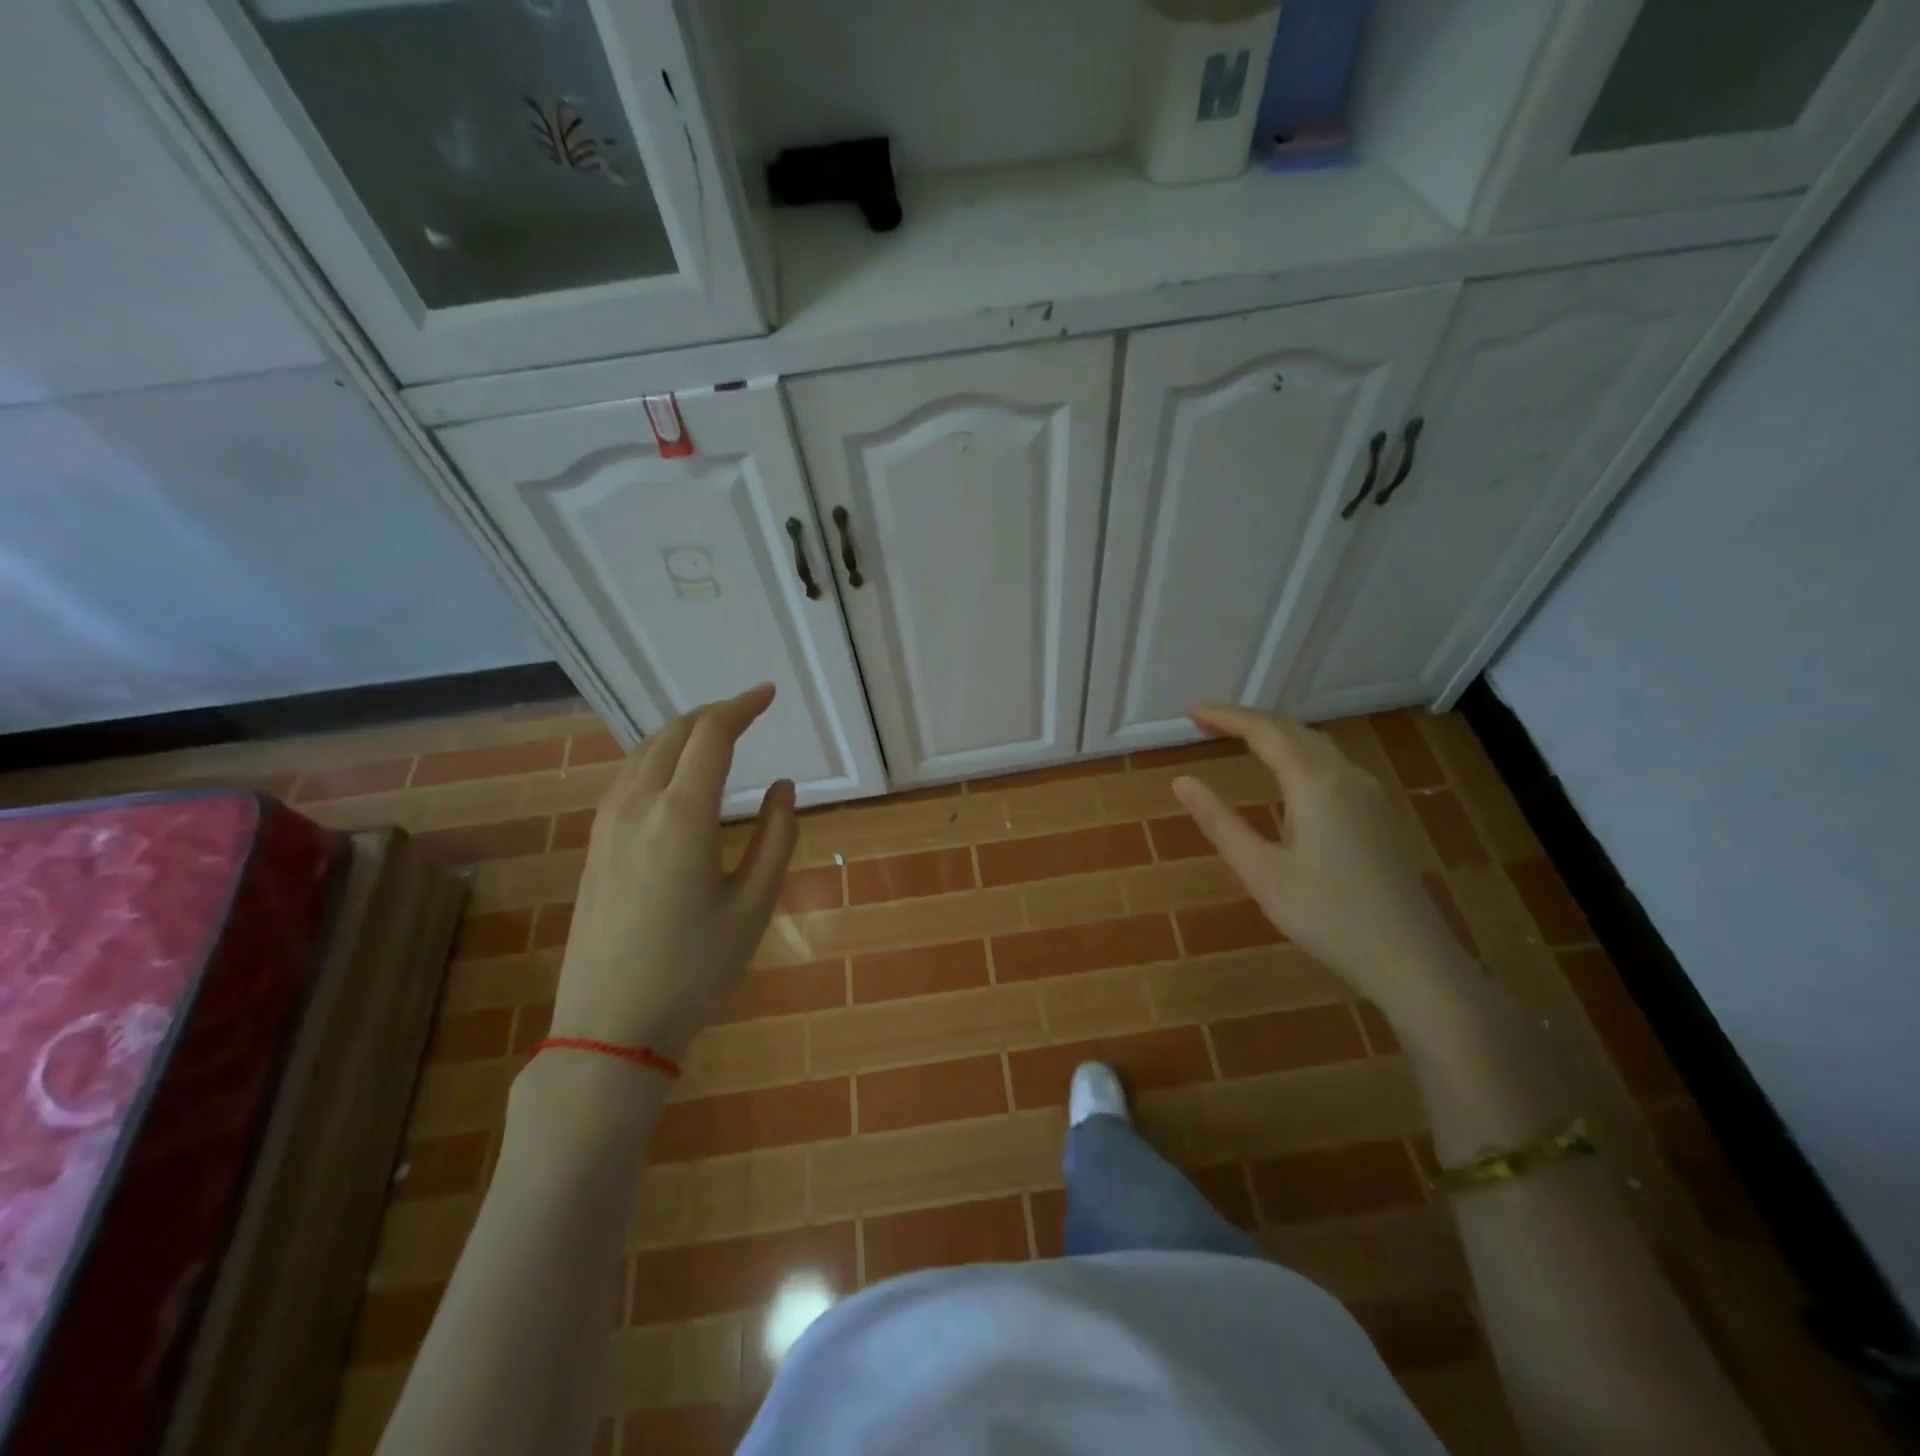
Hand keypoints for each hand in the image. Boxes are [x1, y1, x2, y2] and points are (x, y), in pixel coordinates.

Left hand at [549, 684, 796, 1059]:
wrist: (610, 1027)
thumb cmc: (695, 969)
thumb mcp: (753, 905)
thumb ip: (776, 838)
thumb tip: (782, 787)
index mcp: (682, 816)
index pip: (711, 736)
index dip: (742, 707)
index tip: (769, 694)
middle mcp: (637, 807)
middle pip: (672, 735)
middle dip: (712, 714)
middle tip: (747, 712)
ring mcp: (607, 826)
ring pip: (643, 754)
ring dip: (681, 733)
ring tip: (714, 735)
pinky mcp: (594, 847)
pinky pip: (626, 779)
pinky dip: (656, 758)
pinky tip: (672, 775)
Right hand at [1172, 704, 1478, 1031]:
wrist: (1412, 959)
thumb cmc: (1327, 916)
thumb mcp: (1261, 872)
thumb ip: (1220, 822)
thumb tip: (1182, 782)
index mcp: (1315, 784)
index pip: (1264, 732)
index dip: (1226, 717)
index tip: (1191, 712)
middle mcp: (1346, 777)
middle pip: (1294, 730)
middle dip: (1249, 722)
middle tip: (1207, 724)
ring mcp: (1370, 796)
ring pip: (1318, 746)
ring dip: (1277, 736)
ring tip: (1241, 741)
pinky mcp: (1380, 816)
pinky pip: (1334, 766)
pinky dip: (1300, 755)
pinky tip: (1290, 779)